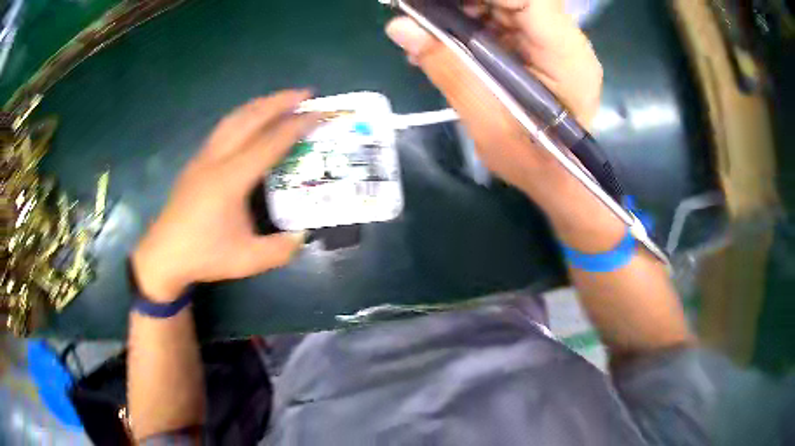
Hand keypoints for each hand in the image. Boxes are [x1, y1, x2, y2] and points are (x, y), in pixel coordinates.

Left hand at [132, 91, 320, 301]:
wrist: (163, 255)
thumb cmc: (203, 255)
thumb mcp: (247, 260)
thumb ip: (280, 249)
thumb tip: (303, 235)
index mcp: (231, 179)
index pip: (270, 142)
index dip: (297, 126)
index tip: (319, 113)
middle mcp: (217, 159)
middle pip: (251, 118)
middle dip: (280, 101)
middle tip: (306, 93)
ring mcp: (203, 157)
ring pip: (234, 118)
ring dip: (260, 104)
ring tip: (281, 100)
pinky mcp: (196, 162)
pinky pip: (224, 128)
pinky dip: (243, 116)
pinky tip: (251, 122)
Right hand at [386, 0, 622, 251]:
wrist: (558, 179)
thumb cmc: (530, 160)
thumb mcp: (485, 119)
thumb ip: (447, 67)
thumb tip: (399, 27)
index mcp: (565, 54)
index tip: (435, 4)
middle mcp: (566, 40)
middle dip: (465, 1)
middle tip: (423, 11)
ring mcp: (555, 42)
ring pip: (507, 5)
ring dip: (464, 10)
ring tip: (431, 29)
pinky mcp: (542, 48)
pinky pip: (505, 20)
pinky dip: (472, 24)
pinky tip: (447, 40)